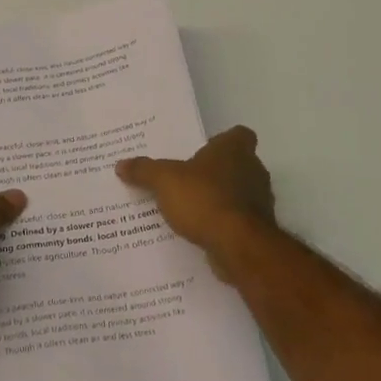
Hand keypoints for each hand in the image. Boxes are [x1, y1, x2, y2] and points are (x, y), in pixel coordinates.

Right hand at [116, 126, 276, 274]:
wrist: (238, 245)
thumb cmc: (204, 199)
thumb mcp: (164, 180)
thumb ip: (144, 170)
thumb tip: (121, 164)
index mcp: (235, 149)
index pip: (239, 134)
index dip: (223, 140)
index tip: (204, 150)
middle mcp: (253, 170)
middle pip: (238, 164)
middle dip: (216, 171)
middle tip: (187, 179)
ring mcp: (260, 200)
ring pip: (239, 193)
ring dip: (220, 198)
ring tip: (190, 208)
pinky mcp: (257, 228)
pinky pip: (237, 220)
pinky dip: (223, 223)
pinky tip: (201, 231)